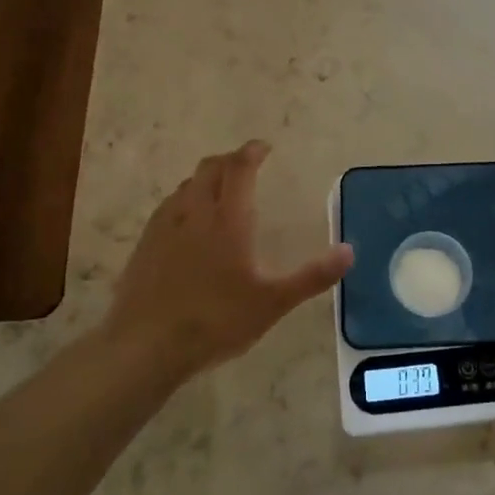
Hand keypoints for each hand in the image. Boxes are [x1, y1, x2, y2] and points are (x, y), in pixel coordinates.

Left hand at [102, 140, 353, 381]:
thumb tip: (349, 251)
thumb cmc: (215, 321)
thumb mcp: (272, 303)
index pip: (239, 168)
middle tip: (246, 166)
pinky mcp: (145, 244)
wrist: (145, 346)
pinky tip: (188, 223)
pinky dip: (185, 199)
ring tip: (220, 190)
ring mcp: (165, 226)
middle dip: (230, 160)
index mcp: (228, 219)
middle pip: (210, 168)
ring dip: (206, 178)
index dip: (252, 152)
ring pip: (186, 185)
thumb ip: (312, 276)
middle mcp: (195, 212)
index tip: (264, 148)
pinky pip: (168, 206)